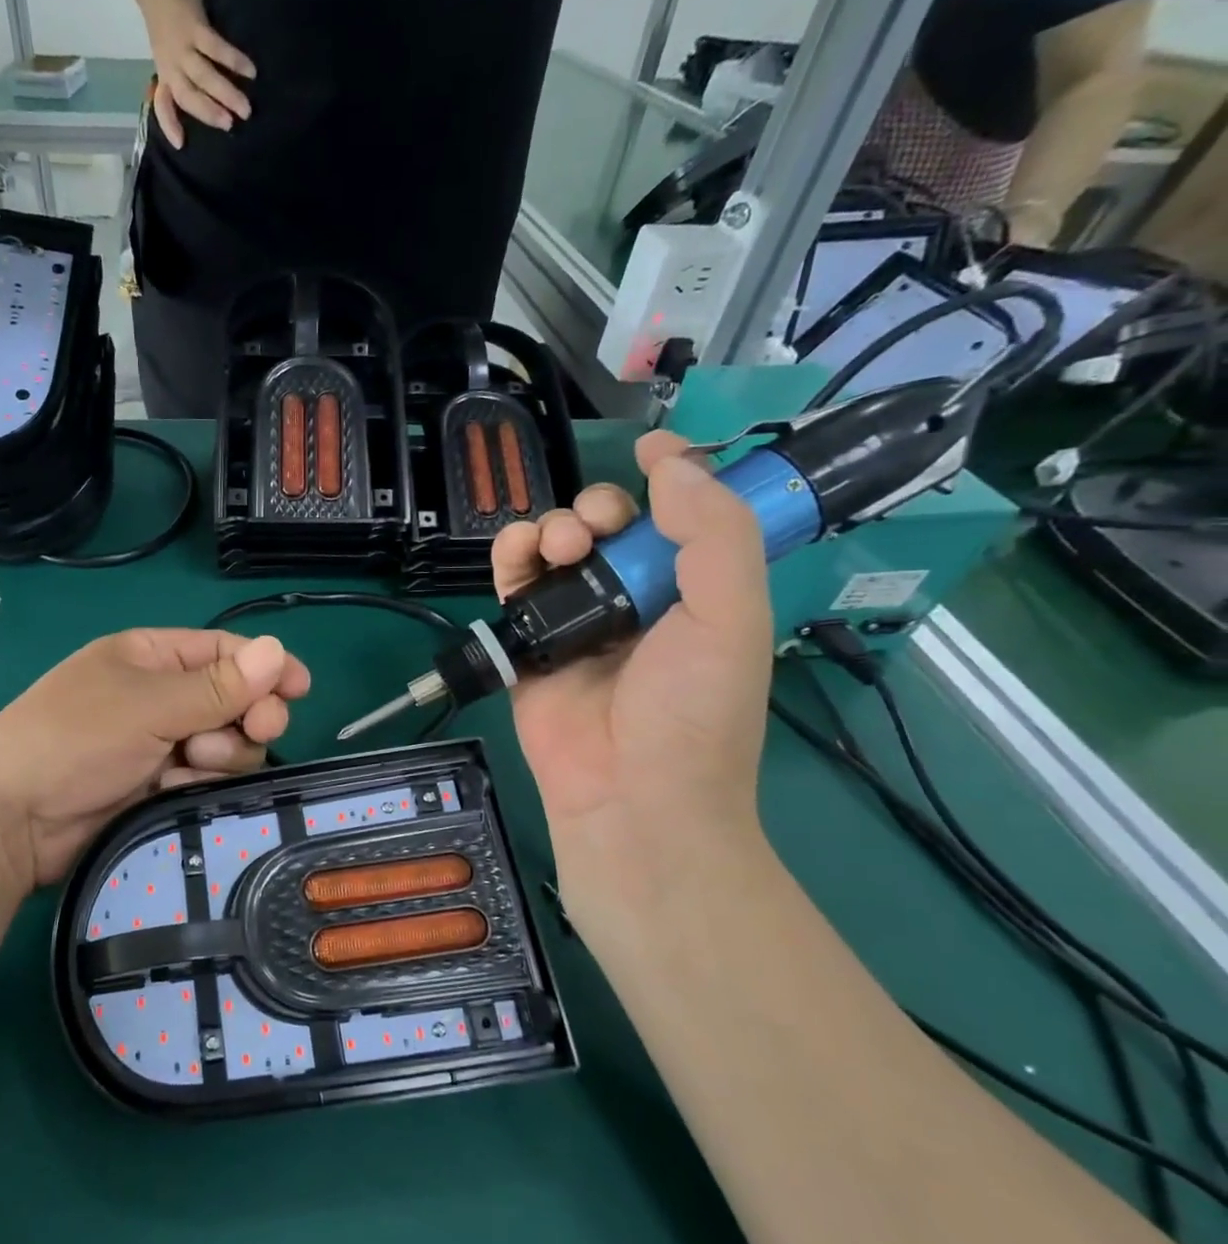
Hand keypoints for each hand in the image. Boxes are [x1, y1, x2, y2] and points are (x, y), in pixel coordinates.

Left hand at [0, 630, 309, 887]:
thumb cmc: (75, 739)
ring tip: (191, 763)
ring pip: (226, 744)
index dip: (265, 666)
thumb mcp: (149, 705)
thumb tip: (278, 649)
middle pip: (234, 700)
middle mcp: (160, 697)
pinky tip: (177, 788)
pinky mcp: (160, 787)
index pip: (224, 651)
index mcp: (150, 658)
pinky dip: (201, 782)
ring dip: (222, 753)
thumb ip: (218, 686)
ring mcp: (160, 744)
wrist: (12, 821)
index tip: (301, 688)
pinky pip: (206, 778)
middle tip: (256, 730)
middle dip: (248, 715)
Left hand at [127, 0, 253, 147]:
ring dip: (225, 94)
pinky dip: (233, 60)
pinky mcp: (194, 26)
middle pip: (189, 97)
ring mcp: (182, 46)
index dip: (170, 124)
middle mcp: (171, 65)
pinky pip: (215, 48)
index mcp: (164, 72)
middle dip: (209, 114)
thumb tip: (208, 92)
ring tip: (245, 108)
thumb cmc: (163, 14)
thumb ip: (181, 70)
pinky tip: (250, 71)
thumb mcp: (166, 48)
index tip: (181, 144)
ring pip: (204, 77)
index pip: (163, 104)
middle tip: (231, 125)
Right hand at [492, 431, 772, 849]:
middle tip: (595, 533)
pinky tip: (519, 554)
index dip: (670, 477)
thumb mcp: (732, 617)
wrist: (630, 796)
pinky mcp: (529, 643)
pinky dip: (511, 557)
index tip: (650, 448)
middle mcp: (634, 599)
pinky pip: (514, 585)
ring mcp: (577, 621)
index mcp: (692, 591)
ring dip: (553, 528)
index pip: (680, 516)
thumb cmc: (693, 711)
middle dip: (598, 510)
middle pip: (608, 526)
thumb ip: (714, 533)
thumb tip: (671, 464)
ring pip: (556, 548)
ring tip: (558, 549)